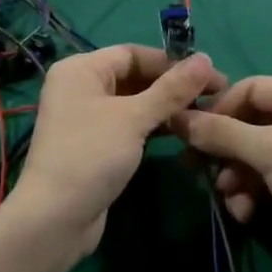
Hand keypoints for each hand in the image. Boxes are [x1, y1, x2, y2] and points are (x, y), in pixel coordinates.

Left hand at [10, 46, 224, 260]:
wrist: (56, 218)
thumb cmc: (91, 155)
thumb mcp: (134, 118)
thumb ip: (171, 89)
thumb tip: (207, 59)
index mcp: (81, 69)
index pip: (133, 54)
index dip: (172, 62)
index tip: (211, 75)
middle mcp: (81, 87)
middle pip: (135, 77)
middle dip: (173, 86)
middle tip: (216, 97)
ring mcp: (87, 118)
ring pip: (135, 103)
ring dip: (167, 108)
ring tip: (207, 115)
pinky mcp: (96, 145)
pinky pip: (130, 125)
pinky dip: (154, 126)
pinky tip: (183, 133)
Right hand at [173, 77, 271, 271]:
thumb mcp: (271, 152)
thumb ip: (222, 133)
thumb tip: (177, 116)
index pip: (250, 89)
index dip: (217, 109)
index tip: (187, 133)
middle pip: (248, 123)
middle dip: (223, 150)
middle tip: (192, 168)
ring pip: (252, 155)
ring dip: (234, 177)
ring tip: (227, 197)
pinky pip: (264, 178)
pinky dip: (250, 193)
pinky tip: (245, 213)